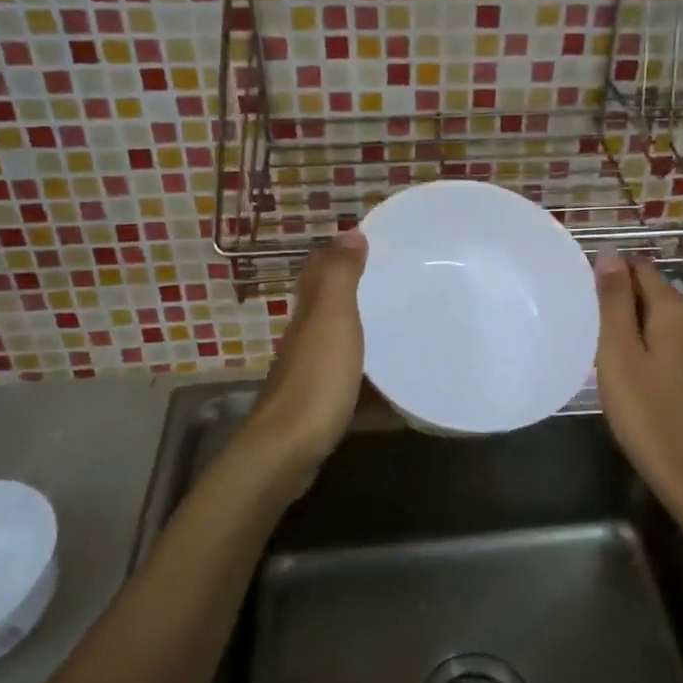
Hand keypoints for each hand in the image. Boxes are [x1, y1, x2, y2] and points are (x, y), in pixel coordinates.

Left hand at [240, 231, 368, 480]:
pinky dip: (361, 363)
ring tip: (394, 318)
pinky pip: (344, 370)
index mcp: (308, 313)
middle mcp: (303, 336)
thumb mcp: (332, 319)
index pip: (317, 271)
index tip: (368, 240)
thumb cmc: (316, 380)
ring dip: (356, 324)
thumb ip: (340, 277)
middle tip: (388, 276)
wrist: (288, 450)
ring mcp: (309, 371)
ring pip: (332, 336)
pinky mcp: (318, 402)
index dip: (336, 252)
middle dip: (348, 285)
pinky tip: (382, 373)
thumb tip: (350, 232)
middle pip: (323, 302)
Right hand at [594, 252, 682, 506]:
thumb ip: (614, 301)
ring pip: (661, 316)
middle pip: (652, 290)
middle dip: (620, 300)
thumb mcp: (619, 353)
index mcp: (675, 309)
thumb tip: (610, 255)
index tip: (584, 299)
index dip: (609, 275)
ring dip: (633, 323)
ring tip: (604, 346)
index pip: (639, 268)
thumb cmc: (646, 411)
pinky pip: (671, 339)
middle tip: (589, 326)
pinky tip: (631, 367)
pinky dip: (649, 342)